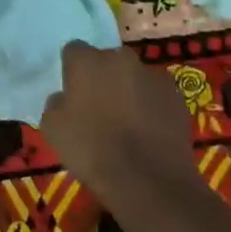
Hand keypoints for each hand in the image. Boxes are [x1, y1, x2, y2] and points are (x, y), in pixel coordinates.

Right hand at [38, 41, 198, 206]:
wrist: (148, 181)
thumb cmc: (92, 150)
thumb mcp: (52, 128)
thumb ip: (56, 103)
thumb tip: (65, 97)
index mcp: (87, 61)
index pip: (74, 50)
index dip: (72, 70)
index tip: (73, 92)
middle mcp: (120, 58)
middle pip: (107, 60)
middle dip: (103, 76)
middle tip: (99, 107)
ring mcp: (153, 75)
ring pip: (134, 76)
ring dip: (129, 90)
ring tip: (127, 122)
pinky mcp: (177, 96)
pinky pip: (157, 94)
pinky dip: (152, 105)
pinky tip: (149, 131)